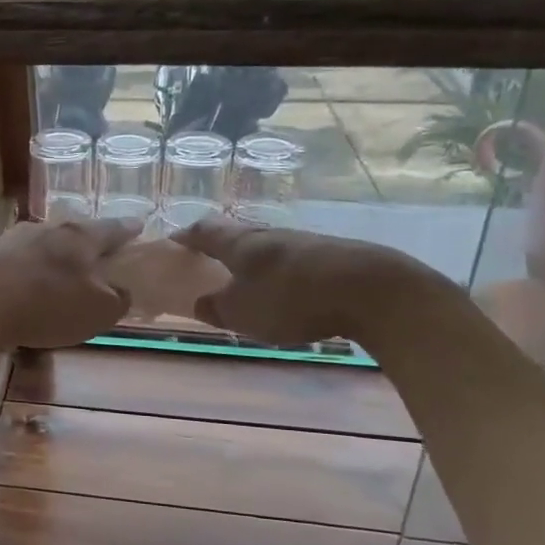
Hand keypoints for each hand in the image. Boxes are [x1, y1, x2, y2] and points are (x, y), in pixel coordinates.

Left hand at [0, 216, 139, 349]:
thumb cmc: (48, 306)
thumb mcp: (98, 311)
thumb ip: (118, 299)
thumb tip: (121, 291)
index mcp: (80, 238)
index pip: (112, 228)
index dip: (128, 229)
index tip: (138, 225)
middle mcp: (49, 229)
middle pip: (76, 231)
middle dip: (90, 241)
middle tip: (101, 251)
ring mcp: (15, 239)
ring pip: (46, 242)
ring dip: (57, 254)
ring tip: (65, 268)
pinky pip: (21, 259)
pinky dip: (32, 269)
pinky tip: (30, 282)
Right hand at [172, 214, 434, 348]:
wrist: (371, 290)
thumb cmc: (292, 298)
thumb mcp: (242, 312)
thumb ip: (216, 308)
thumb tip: (200, 302)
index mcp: (240, 243)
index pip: (204, 232)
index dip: (187, 237)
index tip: (173, 241)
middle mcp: (268, 234)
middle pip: (236, 233)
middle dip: (219, 243)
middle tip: (206, 257)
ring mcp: (303, 242)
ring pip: (266, 245)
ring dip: (251, 257)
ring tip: (244, 275)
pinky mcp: (331, 255)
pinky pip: (292, 259)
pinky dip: (279, 270)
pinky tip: (284, 286)